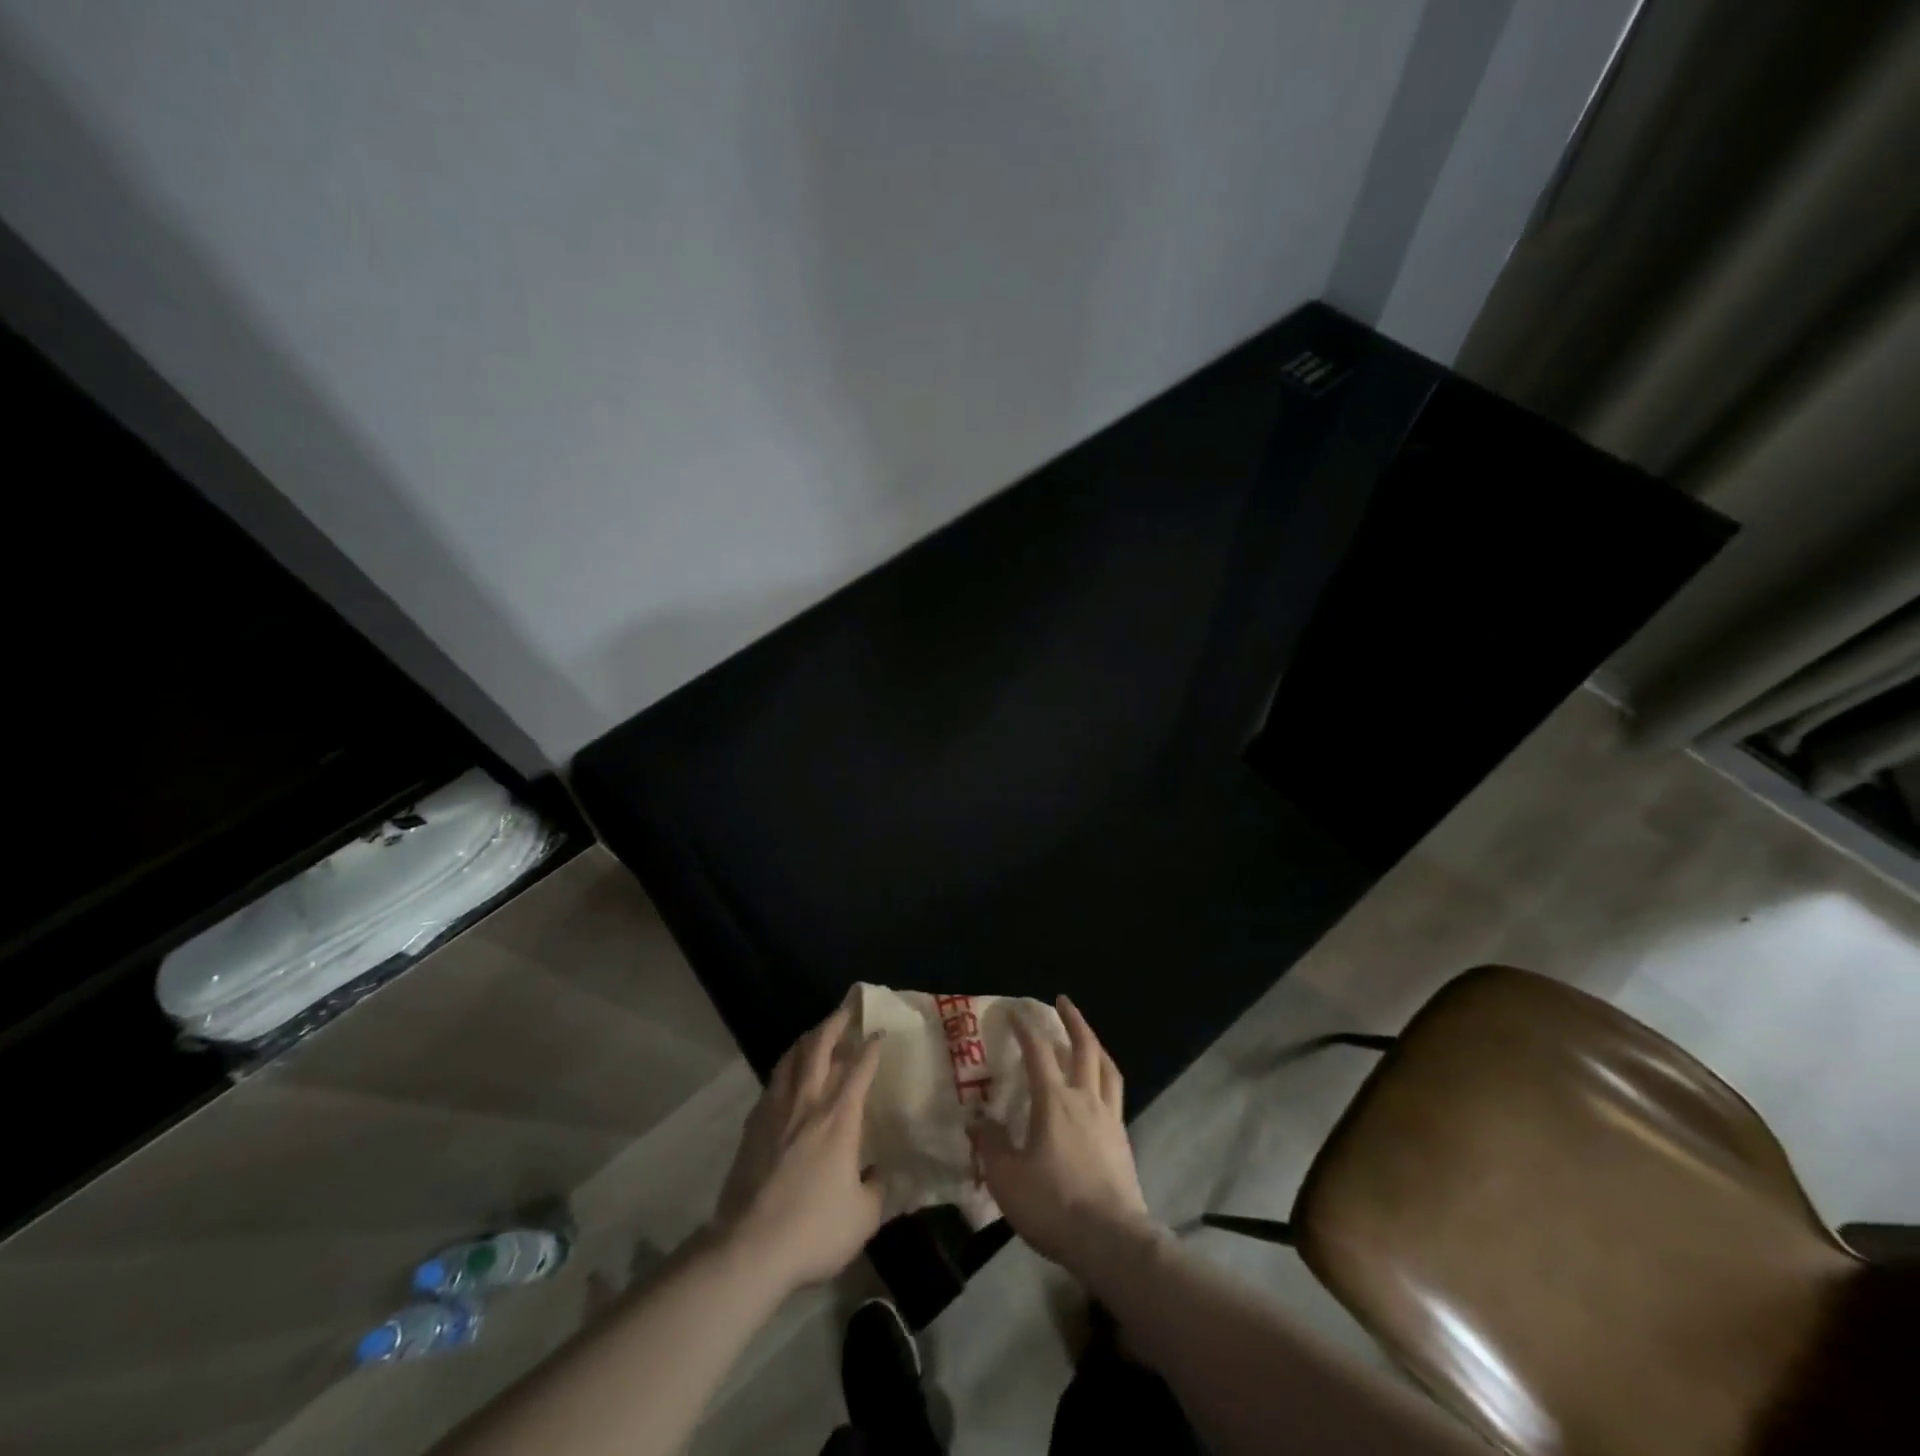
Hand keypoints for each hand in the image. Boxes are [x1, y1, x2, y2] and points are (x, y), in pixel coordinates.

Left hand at [713, 1007, 885, 1292]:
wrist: (748, 1248)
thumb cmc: (813, 1230)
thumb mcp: (863, 1217)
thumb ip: (876, 1189)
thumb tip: (879, 1174)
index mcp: (840, 1118)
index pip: (860, 1067)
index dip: (872, 1046)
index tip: (880, 1032)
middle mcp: (808, 1103)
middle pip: (819, 1047)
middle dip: (835, 1023)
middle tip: (846, 1010)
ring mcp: (776, 1112)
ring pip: (791, 1059)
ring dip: (806, 1040)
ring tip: (816, 1034)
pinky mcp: (752, 1127)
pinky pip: (772, 1084)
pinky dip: (784, 1070)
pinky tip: (786, 1078)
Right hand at [972, 996, 1155, 1276]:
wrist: (1110, 1241)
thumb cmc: (1053, 1204)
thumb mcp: (1007, 1178)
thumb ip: (992, 1145)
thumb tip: (981, 1121)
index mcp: (1055, 1101)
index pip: (1038, 1052)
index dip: (1026, 1028)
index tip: (1015, 1011)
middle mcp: (1085, 1100)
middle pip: (1084, 1048)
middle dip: (1073, 1020)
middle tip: (1063, 1001)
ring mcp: (1109, 1119)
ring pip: (1107, 1068)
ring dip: (1096, 1044)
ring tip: (1087, 1036)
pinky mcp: (1123, 1141)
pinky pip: (1115, 1095)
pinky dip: (1105, 1078)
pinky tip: (1099, 1089)